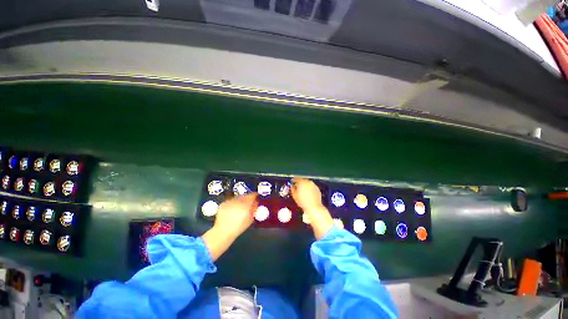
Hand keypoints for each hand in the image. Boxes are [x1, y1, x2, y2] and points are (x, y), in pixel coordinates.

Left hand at [202, 193, 257, 260]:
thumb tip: (256, 202)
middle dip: (247, 198)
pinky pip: (231, 200)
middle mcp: (237, 201)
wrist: (223, 232)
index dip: (255, 195)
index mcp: (245, 205)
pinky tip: (232, 209)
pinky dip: (233, 203)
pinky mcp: (223, 203)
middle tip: (248, 202)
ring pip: (238, 197)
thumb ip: (254, 209)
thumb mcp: (250, 219)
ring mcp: (229, 201)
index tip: (256, 197)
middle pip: (245, 195)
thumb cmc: (239, 227)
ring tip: (240, 207)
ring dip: (240, 200)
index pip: (252, 195)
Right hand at [291, 178, 333, 238]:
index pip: (296, 179)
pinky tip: (308, 193)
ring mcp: (313, 185)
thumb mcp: (294, 196)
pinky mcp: (317, 188)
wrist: (314, 207)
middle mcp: (308, 182)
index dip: (294, 180)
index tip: (292, 182)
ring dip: (305, 185)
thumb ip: (292, 189)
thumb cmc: (302, 201)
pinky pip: (312, 186)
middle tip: (297, 187)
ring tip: (303, 190)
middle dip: (300, 183)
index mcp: (302, 182)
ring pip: (307, 183)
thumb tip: (292, 186)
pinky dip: (309, 188)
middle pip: (302, 180)